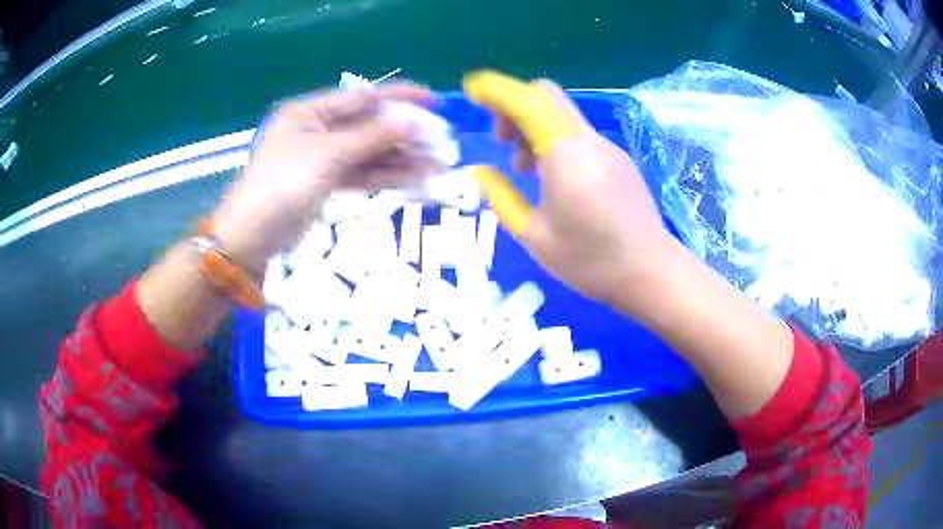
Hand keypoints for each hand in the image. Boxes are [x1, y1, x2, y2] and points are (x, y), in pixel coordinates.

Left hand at [212, 83, 441, 271]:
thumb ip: (370, 137)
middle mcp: (317, 131)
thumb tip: (411, 121)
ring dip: (401, 159)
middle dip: (404, 134)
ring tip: (437, 166)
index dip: (398, 98)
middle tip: (441, 143)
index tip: (432, 102)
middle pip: (369, 126)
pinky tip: (415, 180)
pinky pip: (362, 175)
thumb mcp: (327, 156)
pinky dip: (386, 177)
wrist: (251, 238)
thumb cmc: (281, 186)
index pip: (361, 97)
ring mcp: (322, 159)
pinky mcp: (326, 184)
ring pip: (369, 153)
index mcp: (310, 113)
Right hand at [466, 75, 675, 318]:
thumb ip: (501, 198)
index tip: (472, 91)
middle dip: (515, 106)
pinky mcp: (619, 158)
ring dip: (535, 127)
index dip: (495, 90)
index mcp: (565, 157)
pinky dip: (556, 141)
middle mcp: (588, 141)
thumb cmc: (589, 262)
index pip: (526, 102)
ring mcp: (607, 147)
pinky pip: (579, 134)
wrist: (650, 271)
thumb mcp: (534, 237)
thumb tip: (479, 172)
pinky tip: (557, 178)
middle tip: (502, 142)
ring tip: (526, 170)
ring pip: (562, 114)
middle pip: (546, 95)